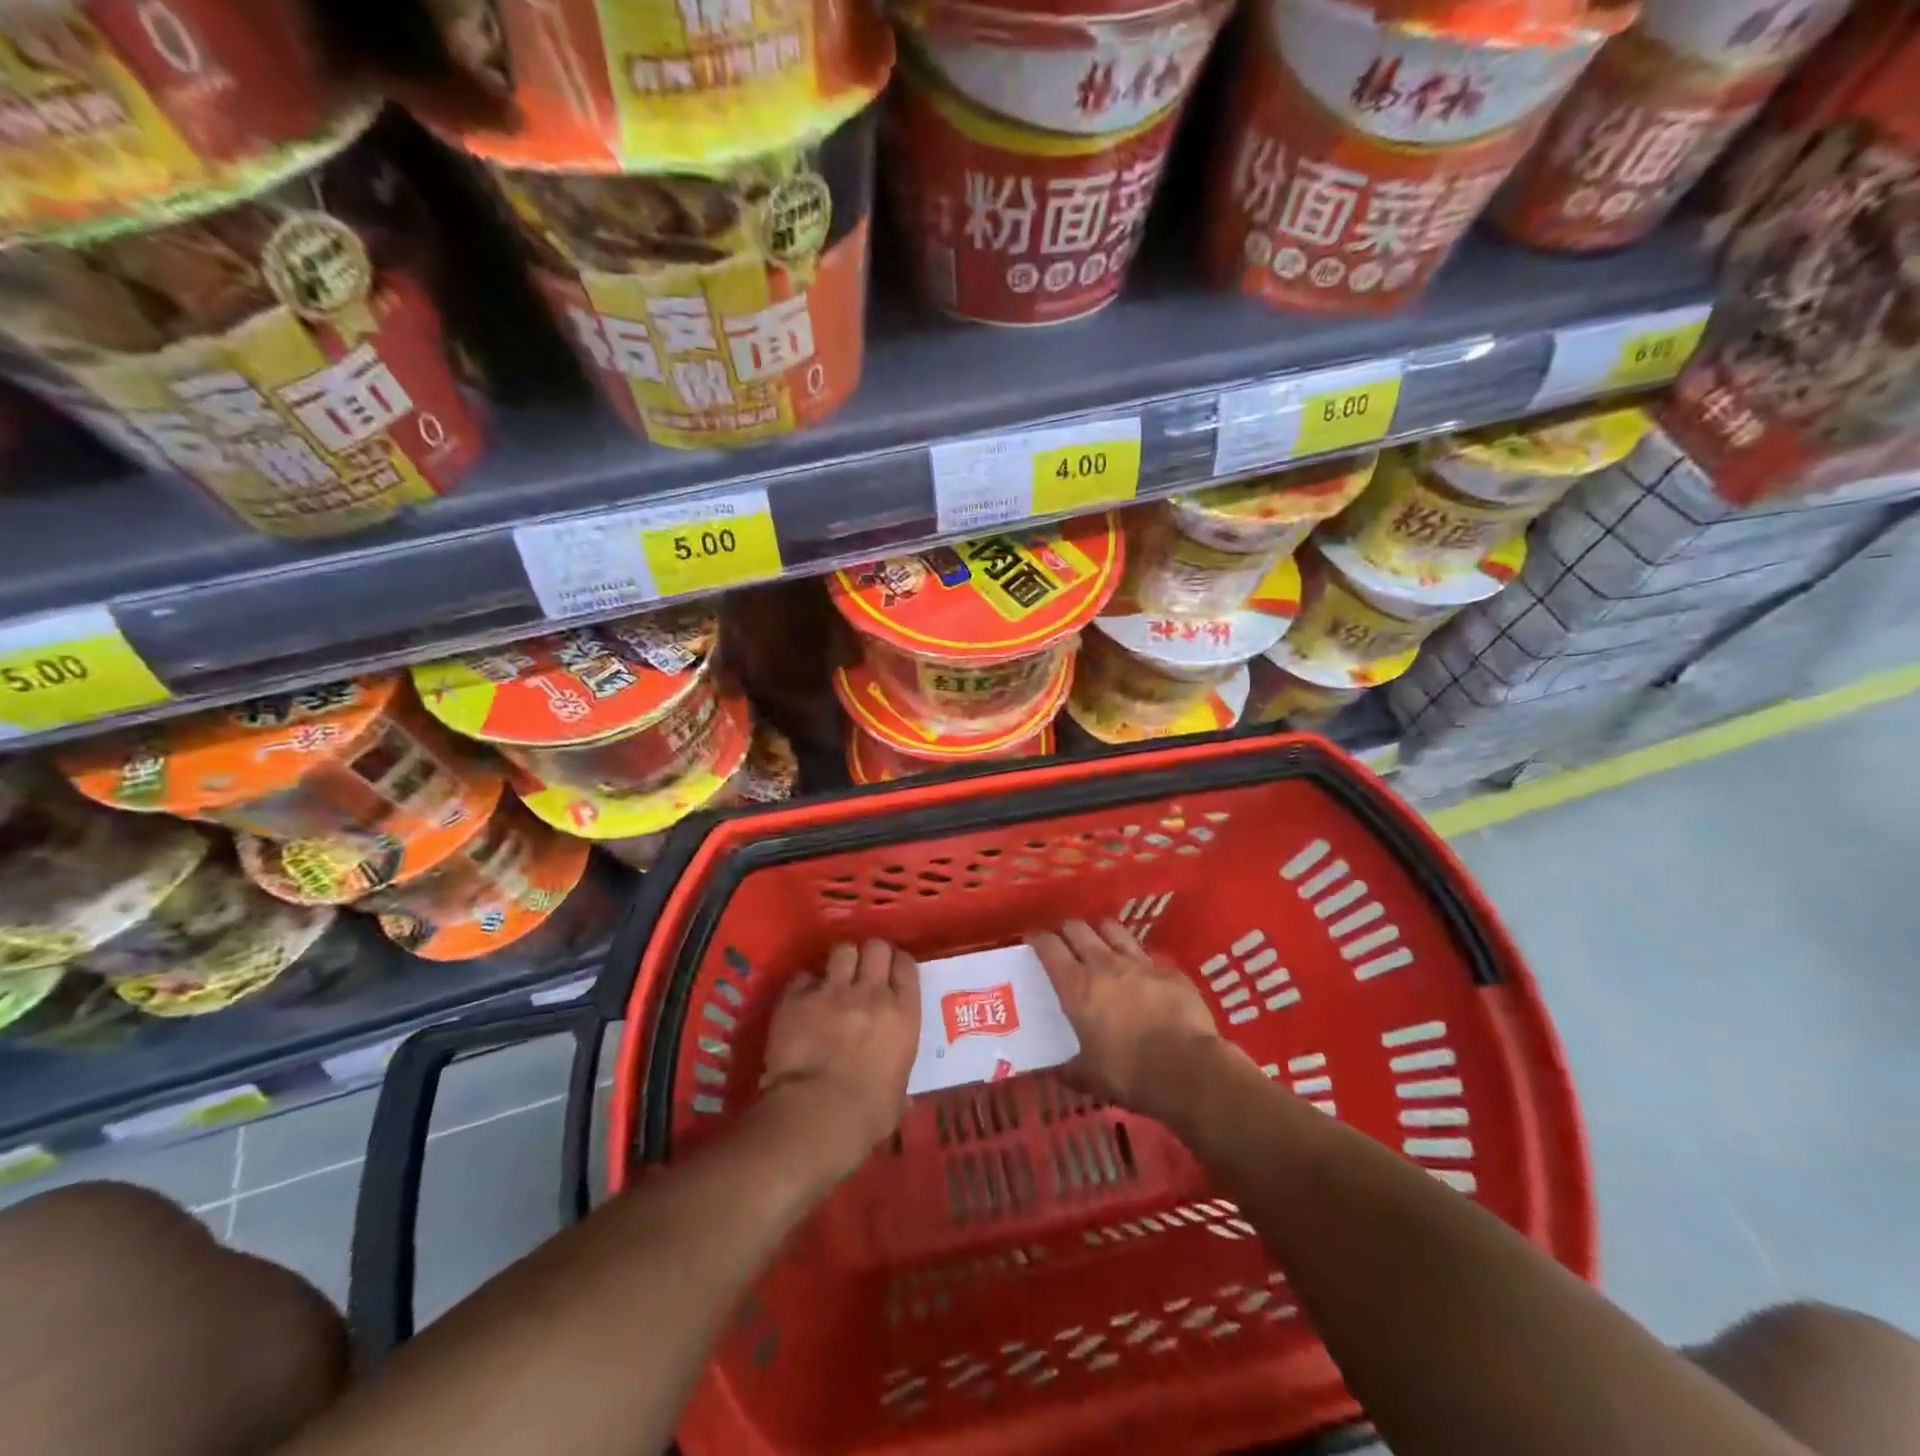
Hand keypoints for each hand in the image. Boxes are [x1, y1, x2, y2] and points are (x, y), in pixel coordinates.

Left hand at [760, 940, 919, 1178]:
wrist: (815, 1117)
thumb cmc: (866, 1116)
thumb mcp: (897, 1098)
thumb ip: (899, 1083)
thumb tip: (901, 1097)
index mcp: (903, 1015)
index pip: (906, 966)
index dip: (898, 965)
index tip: (892, 973)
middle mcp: (871, 993)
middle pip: (876, 947)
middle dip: (870, 954)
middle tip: (864, 970)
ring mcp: (832, 991)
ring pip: (842, 950)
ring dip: (840, 962)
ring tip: (834, 978)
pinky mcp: (796, 998)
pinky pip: (803, 977)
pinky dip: (804, 986)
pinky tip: (802, 1000)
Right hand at [1027, 920, 1224, 1122]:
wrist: (1188, 1071)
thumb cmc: (1129, 1074)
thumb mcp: (1089, 1078)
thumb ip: (1069, 1069)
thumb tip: (1057, 1071)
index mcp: (1077, 987)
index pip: (1049, 947)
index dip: (1037, 939)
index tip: (1032, 940)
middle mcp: (1105, 965)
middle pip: (1078, 929)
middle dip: (1067, 930)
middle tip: (1064, 942)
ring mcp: (1140, 964)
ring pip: (1113, 930)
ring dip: (1101, 932)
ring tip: (1100, 943)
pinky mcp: (1170, 971)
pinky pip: (1148, 956)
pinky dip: (1138, 961)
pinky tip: (1142, 975)